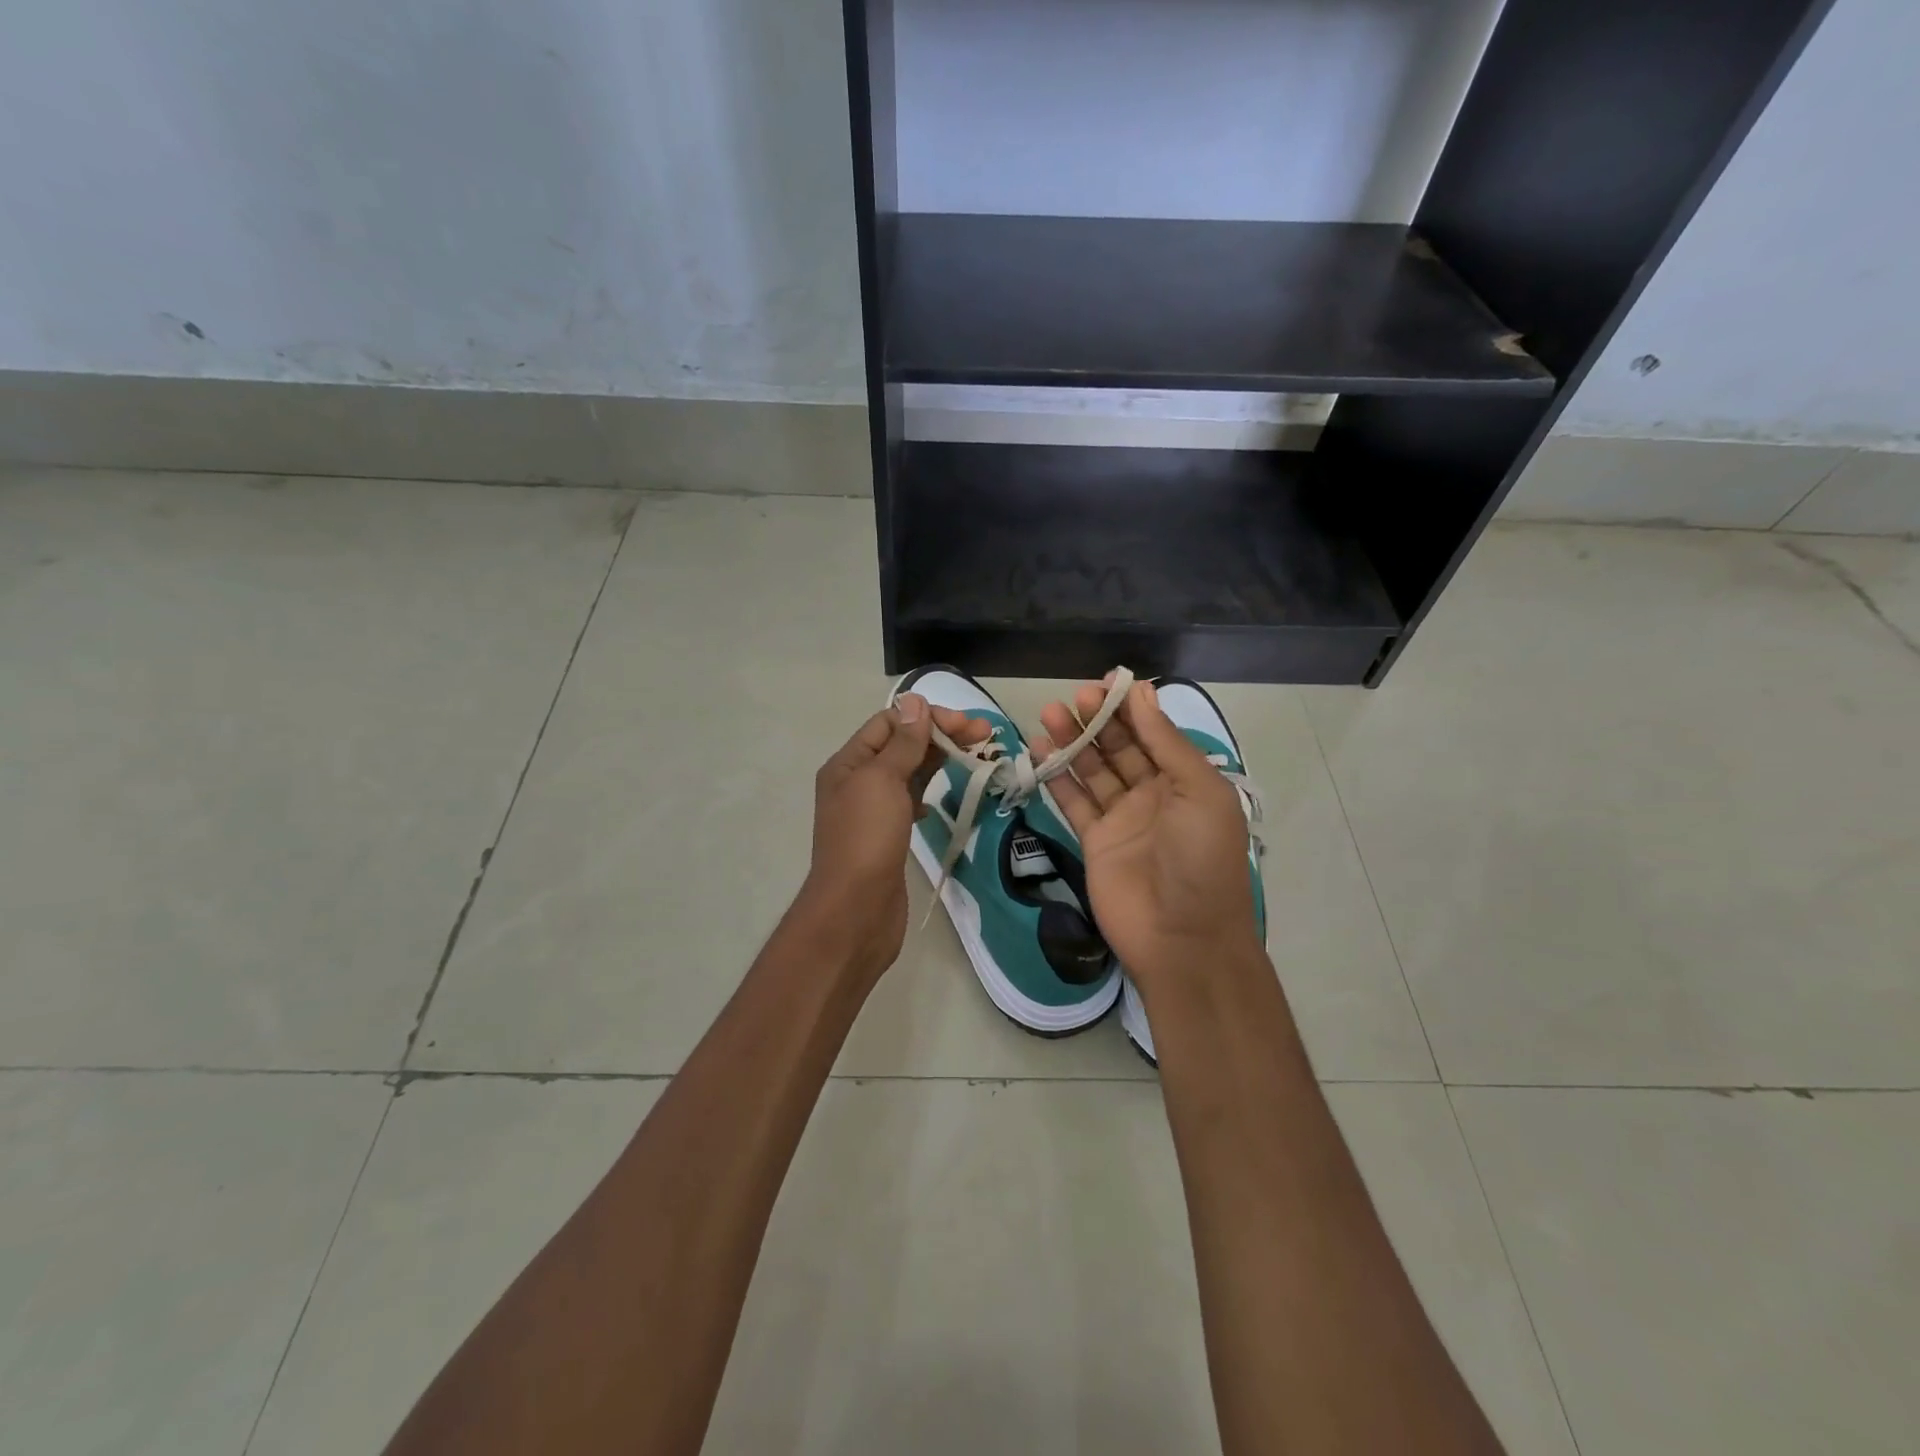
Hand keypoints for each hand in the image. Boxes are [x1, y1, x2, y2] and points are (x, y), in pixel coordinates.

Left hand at [799, 693, 985, 980]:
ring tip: (977, 756)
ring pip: (910, 773)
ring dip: (940, 760)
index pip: (890, 723)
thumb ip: (902, 743)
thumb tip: (915, 702)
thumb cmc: (866, 840)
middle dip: (941, 736)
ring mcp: (872, 811)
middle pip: (902, 746)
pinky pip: (911, 801)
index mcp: (848, 763)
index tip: (967, 725)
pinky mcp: (888, 836)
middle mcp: (857, 782)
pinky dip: (930, 791)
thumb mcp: (882, 781)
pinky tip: (946, 793)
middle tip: (986, 736)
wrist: (855, 912)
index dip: (928, 717)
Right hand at [1038, 680, 1261, 991]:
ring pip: (1092, 770)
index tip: (1104, 684)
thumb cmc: (1202, 859)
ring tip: (1048, 715)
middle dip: (1097, 720)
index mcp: (1185, 781)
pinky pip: (1073, 801)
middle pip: (1118, 747)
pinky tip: (1040, 751)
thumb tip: (1142, 693)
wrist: (1182, 938)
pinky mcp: (1093, 840)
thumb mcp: (1201, 792)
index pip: (1152, 733)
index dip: (1129, 708)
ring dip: (1072, 742)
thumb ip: (1167, 743)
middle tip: (1072, 698)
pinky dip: (1057, 777)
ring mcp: (1121, 818)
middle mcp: (1153, 794)